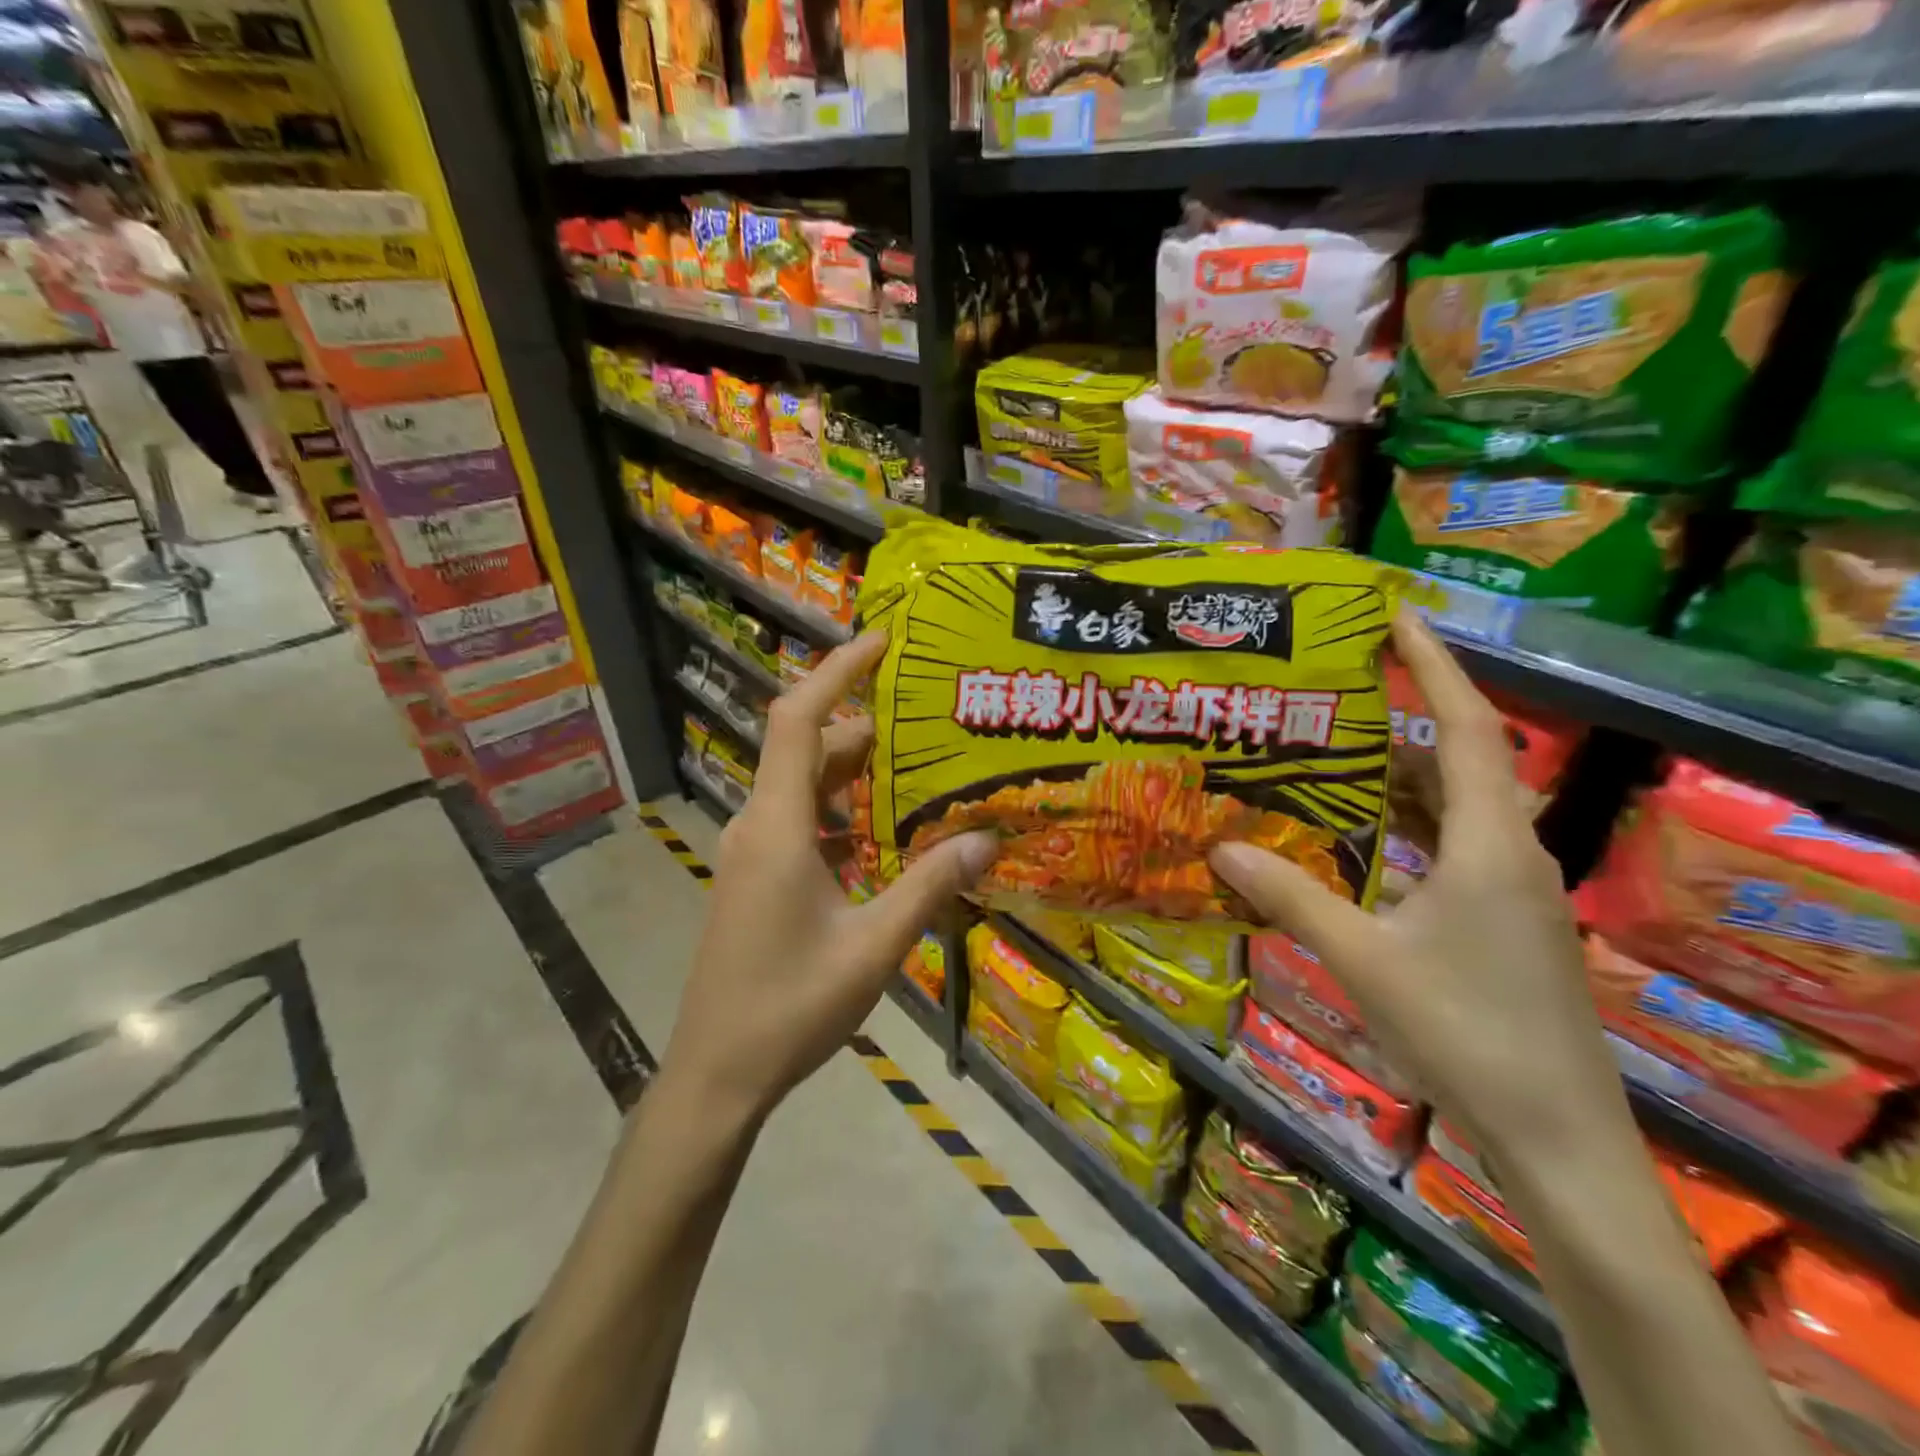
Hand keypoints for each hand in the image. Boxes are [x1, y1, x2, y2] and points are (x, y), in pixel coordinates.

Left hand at [662, 630, 996, 1126]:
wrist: (716, 1073)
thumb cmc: (789, 1007)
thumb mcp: (873, 946)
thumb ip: (929, 887)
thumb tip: (988, 838)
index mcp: (777, 826)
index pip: (798, 719)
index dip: (837, 672)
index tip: (881, 642)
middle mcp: (758, 825)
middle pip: (807, 749)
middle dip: (865, 728)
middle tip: (928, 719)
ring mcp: (752, 852)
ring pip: (804, 787)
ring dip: (854, 774)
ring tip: (917, 770)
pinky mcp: (756, 878)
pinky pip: (801, 821)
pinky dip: (841, 812)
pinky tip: (884, 835)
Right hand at [1210, 612, 1618, 1167]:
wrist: (1555, 1136)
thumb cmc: (1464, 1033)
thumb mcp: (1364, 960)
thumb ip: (1291, 897)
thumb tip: (1218, 846)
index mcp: (1486, 844)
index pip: (1466, 728)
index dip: (1435, 665)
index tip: (1398, 616)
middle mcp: (1508, 852)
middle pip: (1459, 761)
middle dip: (1402, 721)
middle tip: (1335, 695)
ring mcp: (1511, 889)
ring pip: (1454, 808)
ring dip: (1400, 780)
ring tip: (1334, 760)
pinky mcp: (1505, 922)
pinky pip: (1452, 848)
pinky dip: (1406, 829)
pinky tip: (1359, 842)